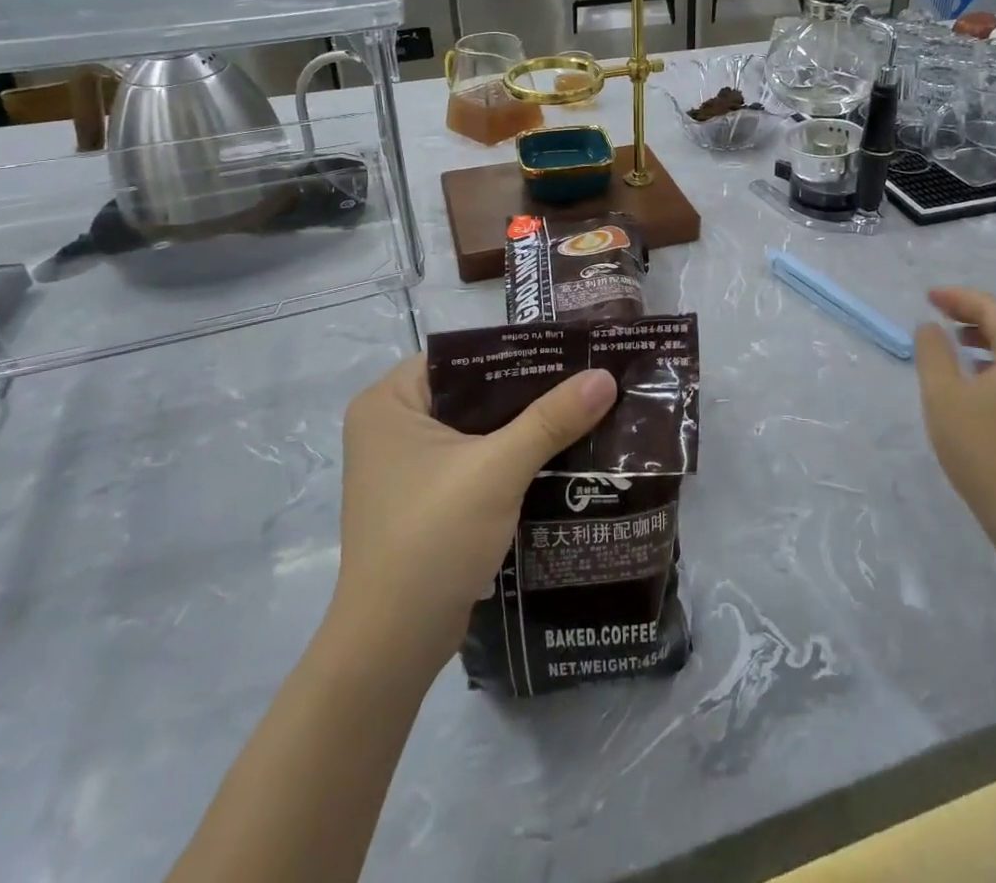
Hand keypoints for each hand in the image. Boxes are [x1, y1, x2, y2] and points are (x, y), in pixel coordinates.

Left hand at [331, 355, 616, 673]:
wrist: (392, 648)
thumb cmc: (432, 538)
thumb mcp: (497, 470)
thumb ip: (552, 419)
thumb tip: (605, 376)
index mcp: (390, 400)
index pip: (463, 355)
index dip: (518, 350)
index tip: (572, 348)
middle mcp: (390, 423)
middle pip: (473, 390)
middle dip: (529, 390)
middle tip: (586, 378)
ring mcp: (404, 463)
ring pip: (477, 426)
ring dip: (524, 424)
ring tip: (583, 409)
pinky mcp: (422, 496)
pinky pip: (474, 457)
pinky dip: (509, 455)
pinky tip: (558, 452)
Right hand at [913, 288, 995, 545]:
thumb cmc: (982, 447)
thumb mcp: (943, 394)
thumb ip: (933, 352)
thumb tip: (930, 327)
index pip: (993, 309)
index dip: (959, 298)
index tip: (928, 297)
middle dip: (972, 313)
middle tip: (938, 311)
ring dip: (983, 337)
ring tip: (952, 339)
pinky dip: (994, 360)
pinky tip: (973, 376)